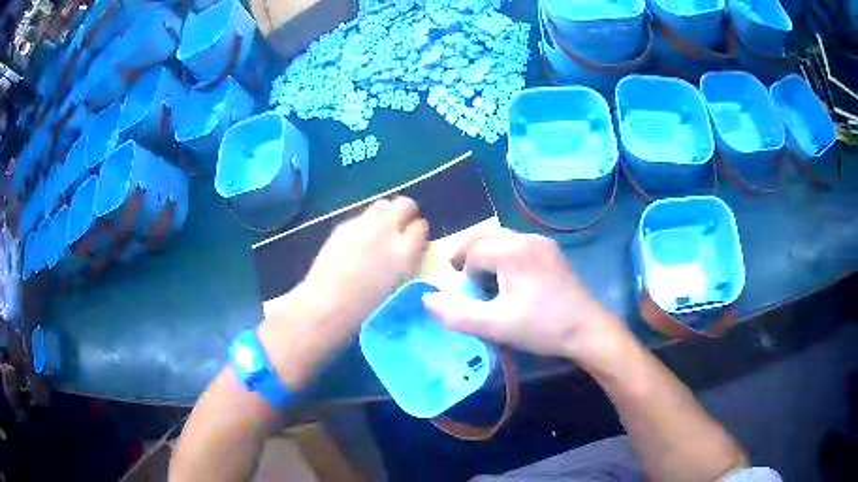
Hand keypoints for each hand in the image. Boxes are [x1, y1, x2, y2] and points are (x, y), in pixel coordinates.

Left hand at [303, 196, 427, 324]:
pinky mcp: (344, 226)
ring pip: (383, 204)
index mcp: (404, 253)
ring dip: (388, 213)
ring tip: (381, 231)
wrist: (327, 304)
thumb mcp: (401, 285)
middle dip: (407, 213)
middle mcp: (386, 232)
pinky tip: (359, 242)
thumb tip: (415, 246)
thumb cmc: (368, 307)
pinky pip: (362, 216)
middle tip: (402, 227)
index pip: (421, 226)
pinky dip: (367, 224)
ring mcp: (363, 225)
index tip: (416, 240)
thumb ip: (411, 261)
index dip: (419, 232)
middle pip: (405, 204)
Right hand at [422, 229, 629, 365]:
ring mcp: (543, 243)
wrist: (589, 330)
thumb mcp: (496, 326)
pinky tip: (513, 280)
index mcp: (513, 251)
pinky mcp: (553, 252)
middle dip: (470, 256)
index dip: (464, 273)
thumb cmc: (543, 327)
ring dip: (487, 255)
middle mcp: (528, 238)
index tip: (468, 296)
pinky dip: (505, 257)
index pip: (472, 252)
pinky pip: (519, 245)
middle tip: (465, 280)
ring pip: (502, 239)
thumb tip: (427, 300)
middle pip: (485, 237)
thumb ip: (457, 314)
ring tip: (487, 281)